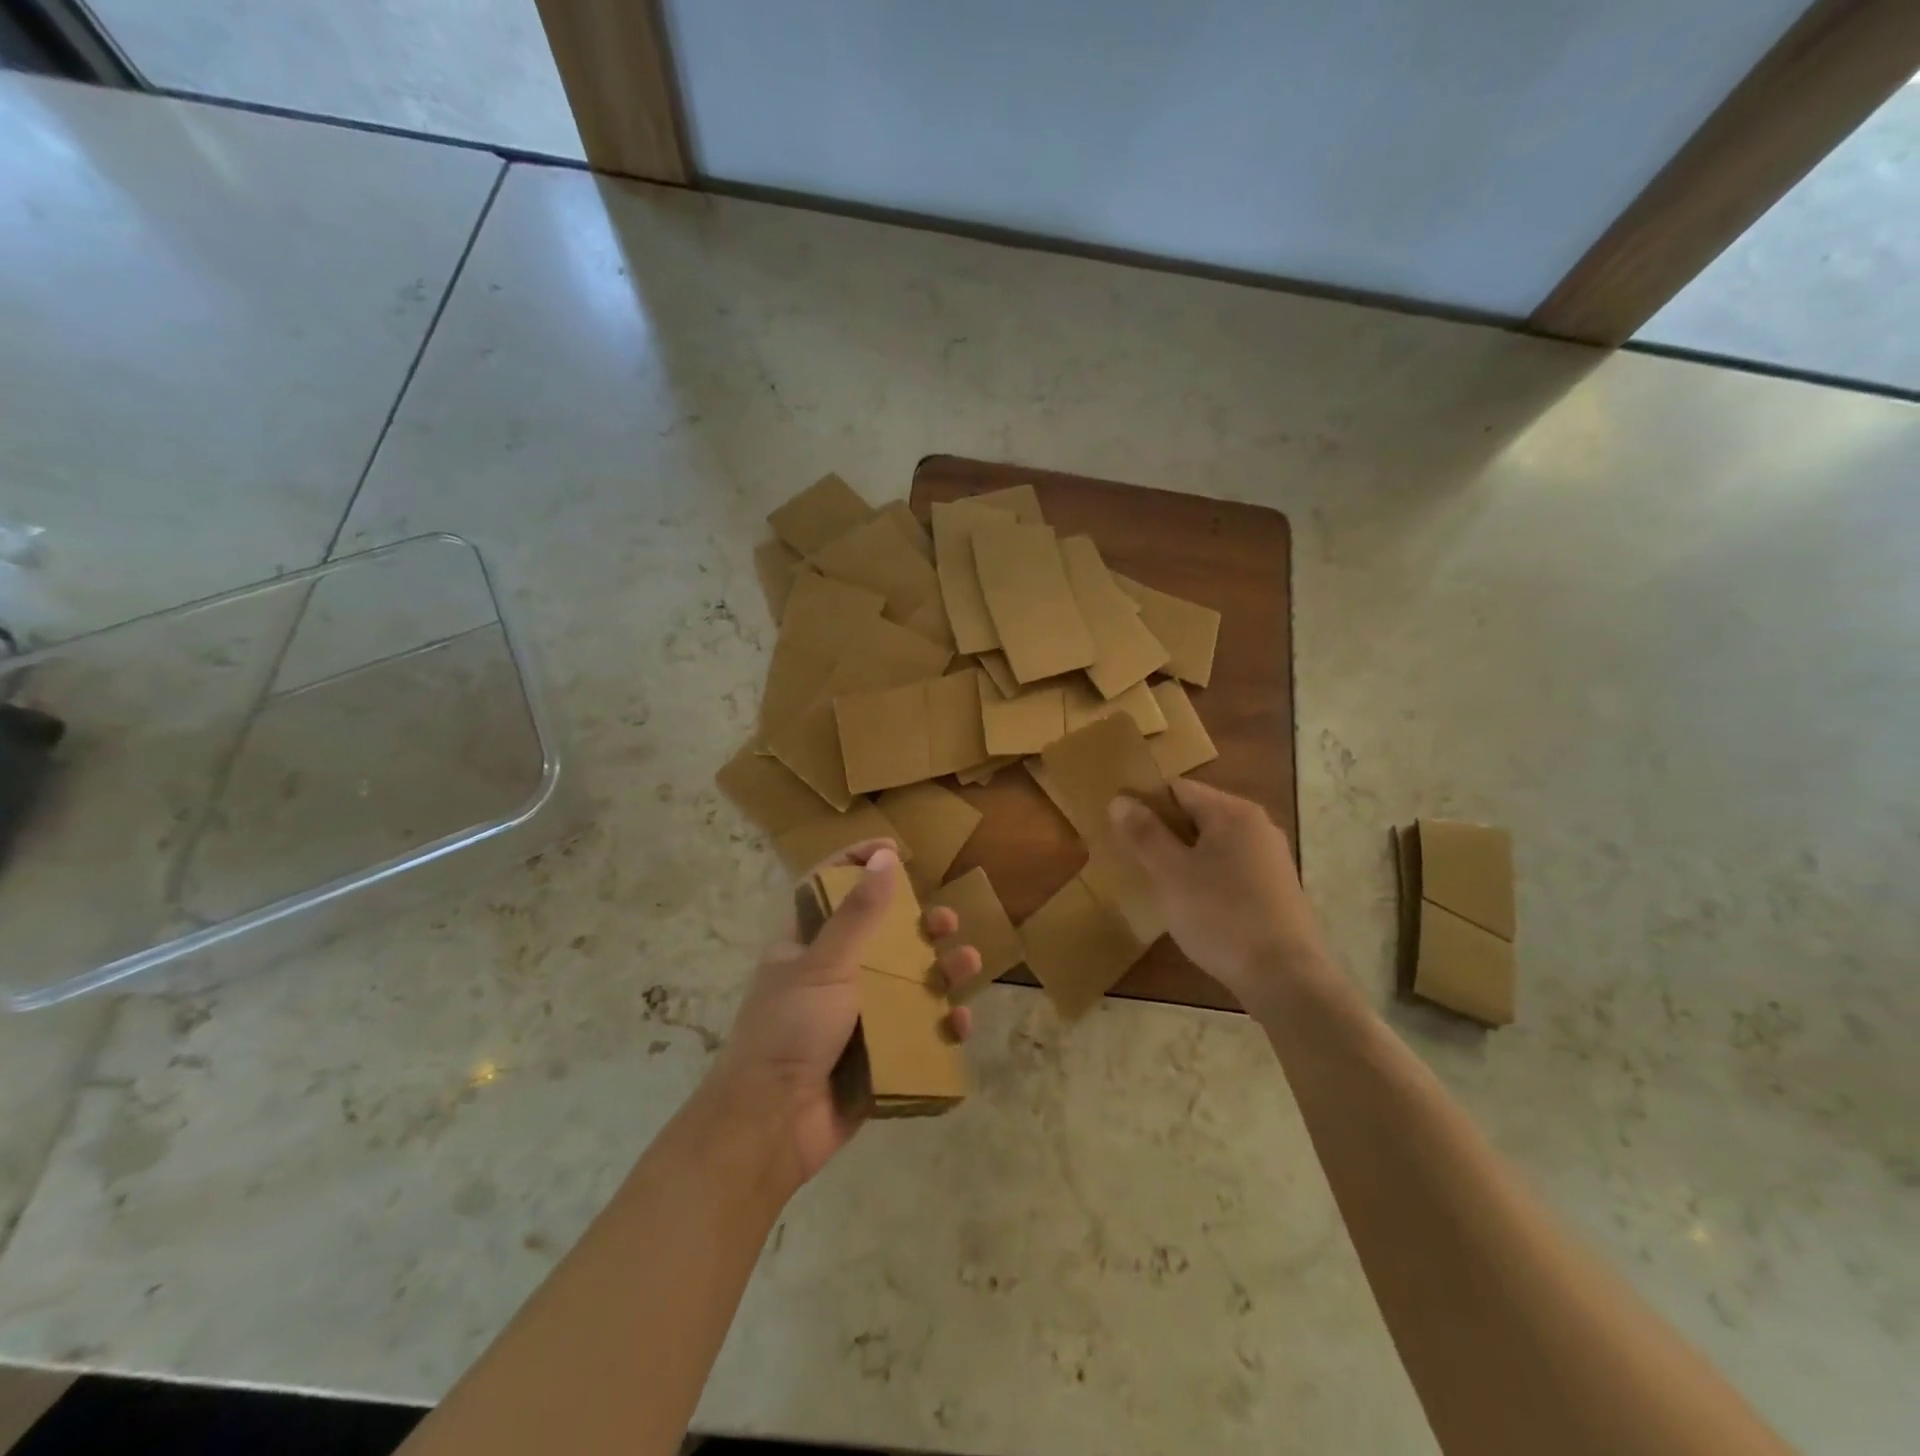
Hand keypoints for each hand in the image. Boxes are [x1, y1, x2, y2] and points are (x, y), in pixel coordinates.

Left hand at [709, 841, 981, 1186]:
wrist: (771, 1127)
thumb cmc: (790, 1030)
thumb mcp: (824, 965)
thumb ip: (858, 914)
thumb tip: (885, 858)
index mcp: (805, 947)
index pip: (830, 889)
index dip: (858, 863)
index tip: (895, 849)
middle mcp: (831, 976)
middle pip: (882, 938)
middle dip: (918, 925)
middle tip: (946, 920)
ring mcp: (855, 1018)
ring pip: (906, 984)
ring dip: (940, 972)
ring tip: (968, 963)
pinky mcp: (875, 1056)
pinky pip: (915, 1033)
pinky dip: (940, 1026)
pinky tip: (960, 1023)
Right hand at [1108, 780, 1331, 1011]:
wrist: (1286, 978)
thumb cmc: (1221, 917)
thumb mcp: (1170, 873)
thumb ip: (1144, 833)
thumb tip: (1120, 799)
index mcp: (1233, 812)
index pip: (1177, 788)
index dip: (1144, 803)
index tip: (1120, 830)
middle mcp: (1257, 826)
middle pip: (1196, 814)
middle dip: (1163, 832)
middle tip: (1134, 859)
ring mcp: (1271, 858)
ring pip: (1213, 844)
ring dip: (1184, 857)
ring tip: (1158, 884)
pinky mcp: (1276, 889)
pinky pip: (1231, 869)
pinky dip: (1207, 877)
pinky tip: (1193, 906)